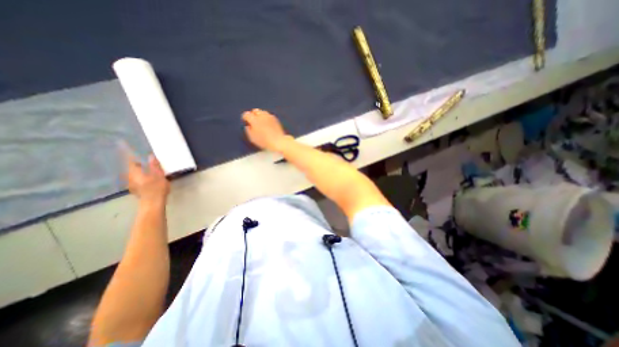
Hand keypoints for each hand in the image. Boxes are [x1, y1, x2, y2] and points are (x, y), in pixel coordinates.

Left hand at [122, 151, 168, 204]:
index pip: (129, 159)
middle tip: (134, 155)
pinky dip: (139, 174)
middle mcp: (129, 177)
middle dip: (131, 161)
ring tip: (141, 165)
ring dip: (136, 168)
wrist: (152, 203)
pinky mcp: (136, 189)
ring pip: (132, 173)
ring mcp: (131, 183)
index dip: (126, 152)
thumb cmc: (156, 188)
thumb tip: (150, 156)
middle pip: (129, 166)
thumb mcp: (159, 175)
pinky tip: (144, 176)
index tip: (121, 144)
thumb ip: (154, 166)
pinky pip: (136, 178)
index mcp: (134, 172)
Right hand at [241, 108, 289, 151]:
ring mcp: (269, 116)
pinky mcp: (275, 119)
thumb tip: (248, 126)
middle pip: (255, 111)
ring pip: (262, 112)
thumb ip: (248, 130)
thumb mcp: (253, 138)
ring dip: (260, 115)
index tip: (245, 122)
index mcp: (254, 120)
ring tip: (260, 122)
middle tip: (253, 121)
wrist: (278, 141)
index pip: (246, 114)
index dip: (245, 118)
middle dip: (253, 115)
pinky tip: (267, 124)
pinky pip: (268, 115)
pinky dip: (266, 118)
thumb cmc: (264, 141)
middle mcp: (262, 116)